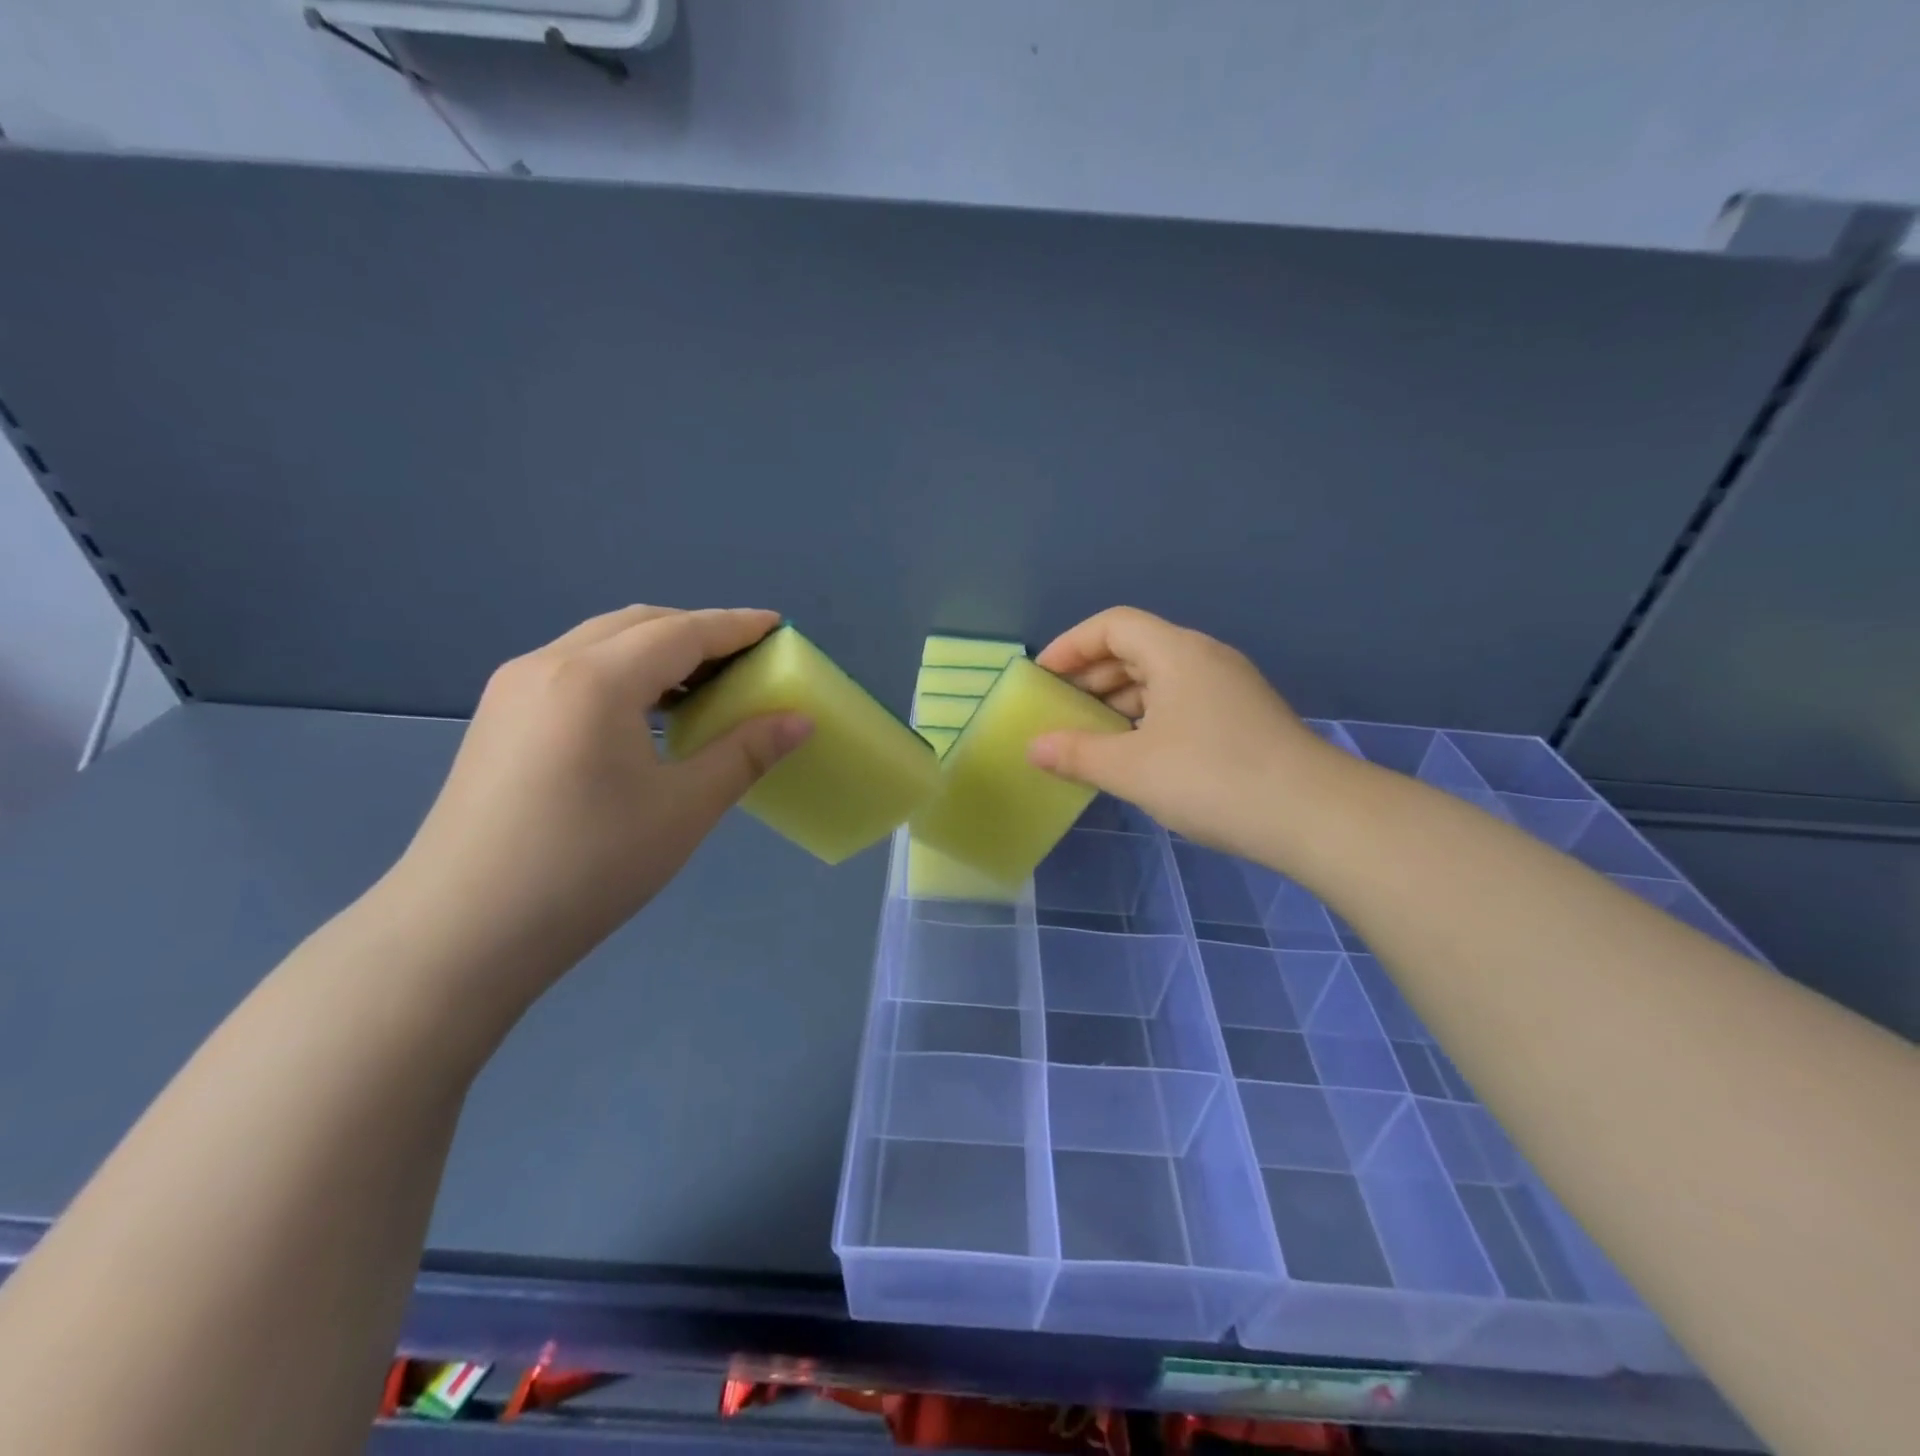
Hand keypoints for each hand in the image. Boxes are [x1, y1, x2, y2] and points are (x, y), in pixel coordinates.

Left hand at [388, 606, 810, 987]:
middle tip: (747, 660)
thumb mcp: (683, 809)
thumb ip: (745, 753)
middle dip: (699, 632)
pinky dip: (625, 673)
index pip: (682, 632)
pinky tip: (647, 714)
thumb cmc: (588, 867)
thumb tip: (800, 720)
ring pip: (602, 643)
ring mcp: (514, 689)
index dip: (737, 627)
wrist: (462, 933)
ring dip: (659, 650)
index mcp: (594, 679)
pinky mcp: (499, 717)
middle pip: (639, 624)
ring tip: (704, 686)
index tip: (780, 626)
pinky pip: (576, 669)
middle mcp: (548, 664)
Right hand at [1028, 607, 1340, 862]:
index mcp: (1177, 653)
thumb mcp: (1132, 769)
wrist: (1315, 816)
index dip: (1071, 645)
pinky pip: (1181, 702)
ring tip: (1090, 735)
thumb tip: (1034, 748)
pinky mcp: (1243, 718)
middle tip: (1059, 708)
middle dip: (1091, 675)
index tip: (1042, 677)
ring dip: (1119, 700)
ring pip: (1160, 678)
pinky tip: (1135, 754)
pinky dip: (1148, 718)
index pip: (1113, 625)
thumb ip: (1077, 754)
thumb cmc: (1212, 779)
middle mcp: (1204, 658)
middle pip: (1136, 648)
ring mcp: (1229, 688)